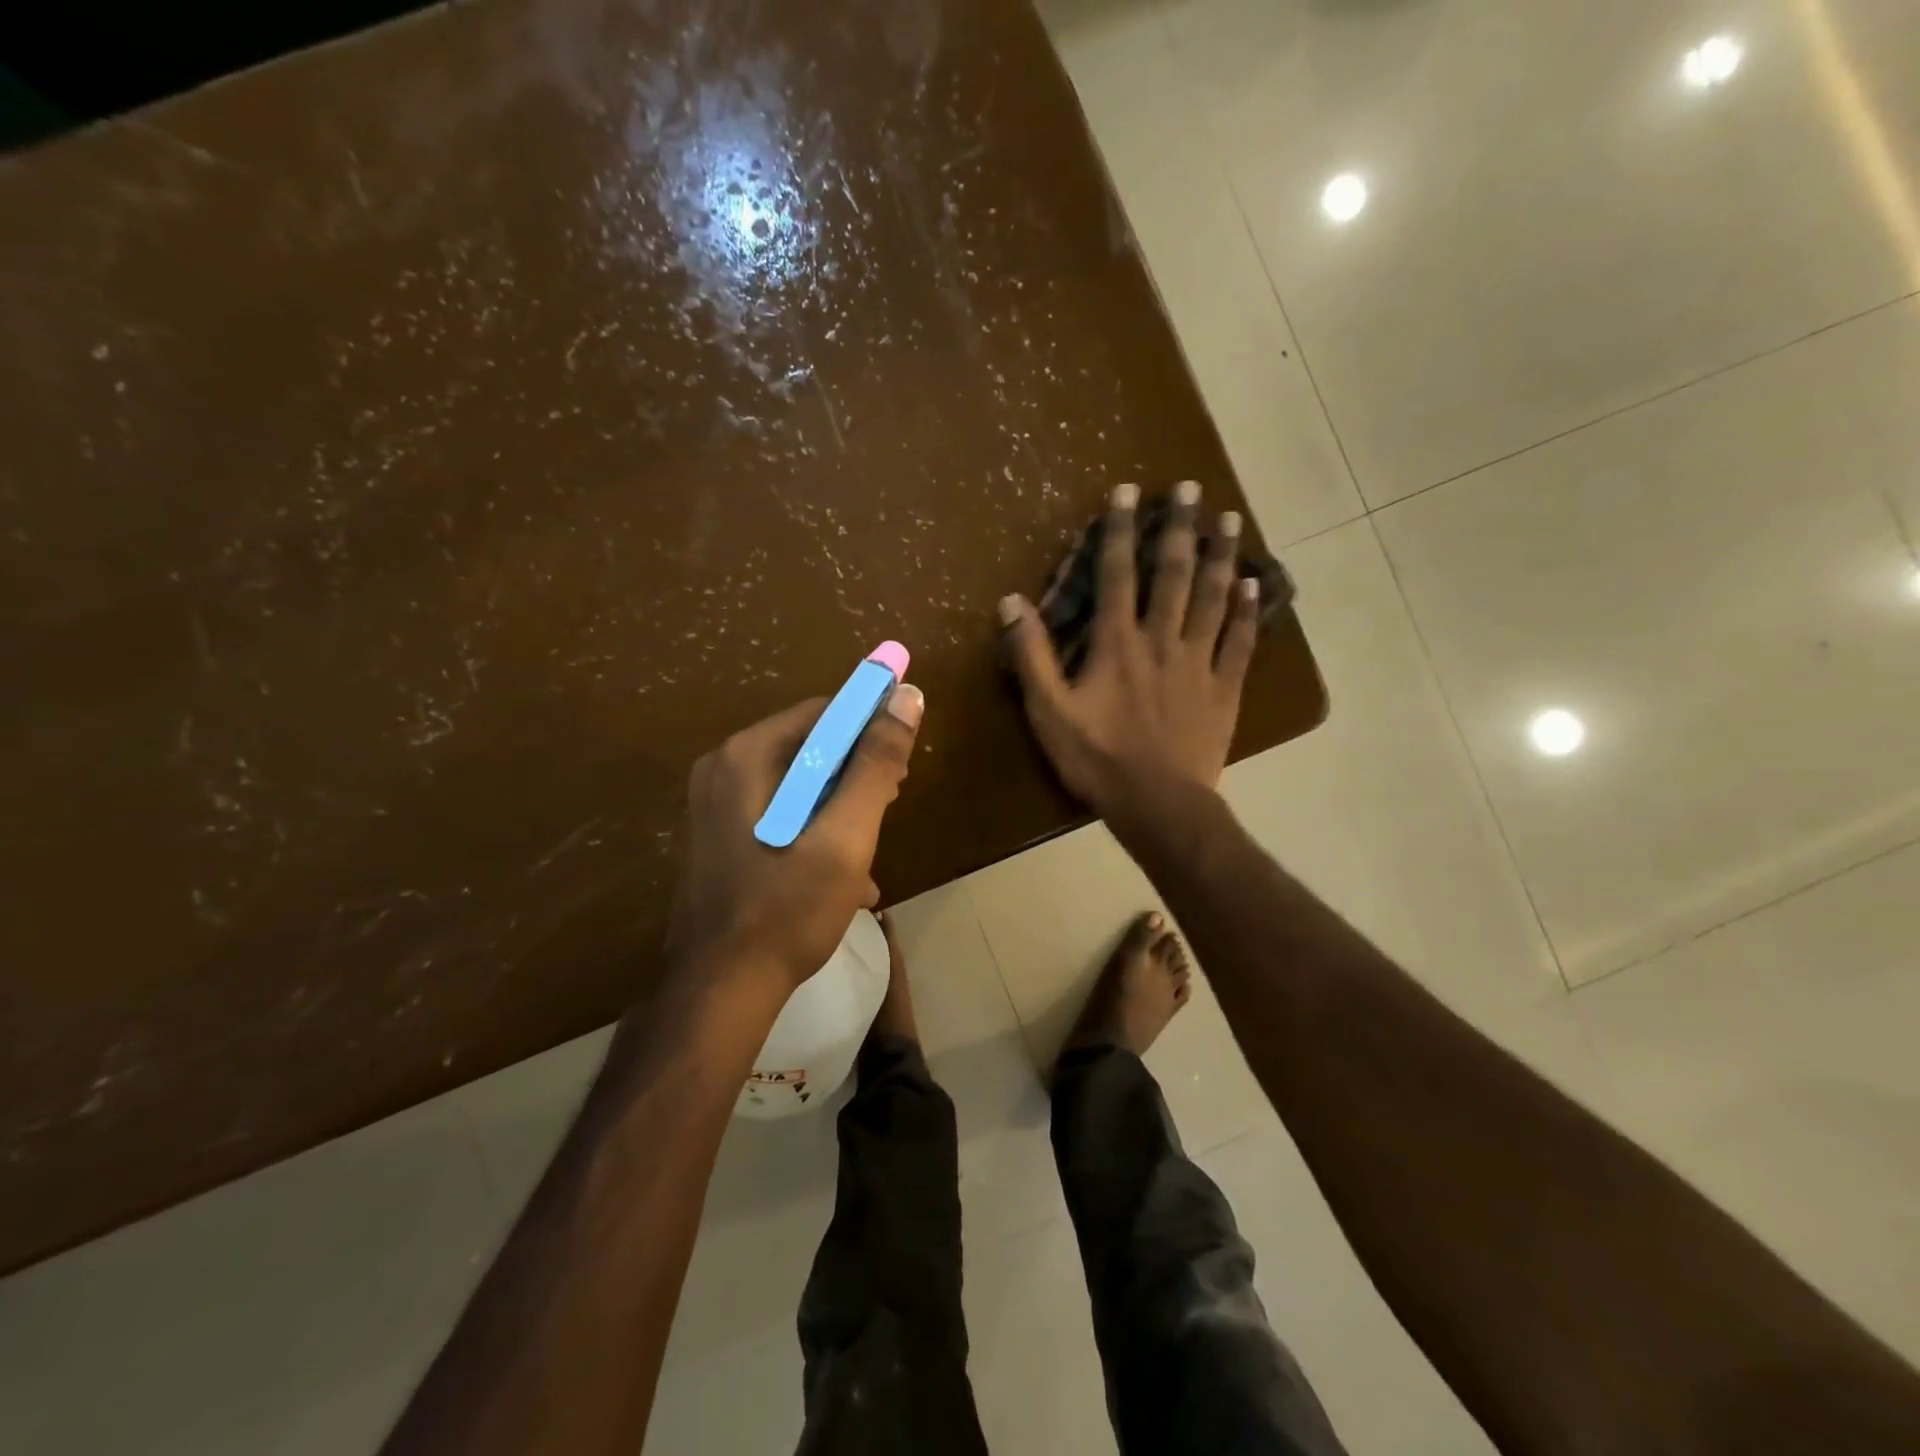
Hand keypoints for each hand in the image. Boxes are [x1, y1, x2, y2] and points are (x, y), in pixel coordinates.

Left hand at [666, 685, 924, 992]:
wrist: (721, 991)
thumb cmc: (788, 908)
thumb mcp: (846, 835)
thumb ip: (876, 764)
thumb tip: (908, 695)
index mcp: (748, 756)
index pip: (824, 712)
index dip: (872, 726)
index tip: (903, 764)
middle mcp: (724, 768)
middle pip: (810, 746)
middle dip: (857, 774)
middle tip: (890, 807)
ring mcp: (716, 805)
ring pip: (799, 784)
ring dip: (841, 808)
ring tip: (869, 849)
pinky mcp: (721, 836)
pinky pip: (781, 812)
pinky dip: (815, 830)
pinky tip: (843, 876)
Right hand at [999, 480, 1257, 819]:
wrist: (1158, 805)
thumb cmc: (1098, 759)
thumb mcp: (1049, 711)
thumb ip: (1031, 655)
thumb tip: (1011, 601)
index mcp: (1117, 644)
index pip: (1116, 574)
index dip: (1119, 531)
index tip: (1127, 492)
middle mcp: (1162, 641)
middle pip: (1173, 575)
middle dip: (1179, 528)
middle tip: (1190, 489)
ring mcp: (1199, 663)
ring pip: (1214, 599)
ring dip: (1221, 557)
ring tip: (1230, 519)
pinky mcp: (1225, 689)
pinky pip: (1240, 643)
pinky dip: (1247, 614)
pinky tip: (1254, 587)